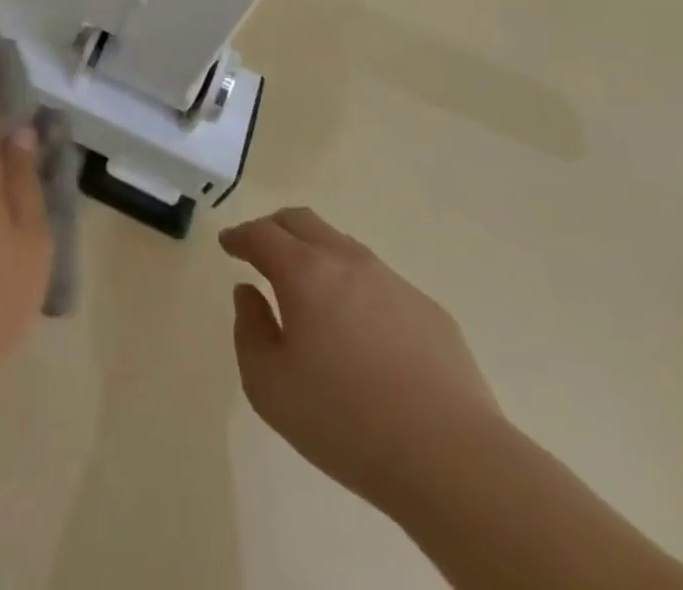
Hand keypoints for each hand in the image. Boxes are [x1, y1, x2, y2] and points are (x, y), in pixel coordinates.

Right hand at [222, 207, 503, 510]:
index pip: (262, 234)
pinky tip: (360, 330)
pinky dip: (355, 287)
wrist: (454, 461)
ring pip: (343, 246)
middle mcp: (347, 262)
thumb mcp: (269, 387)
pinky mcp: (429, 311)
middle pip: (303, 221)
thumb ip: (249, 331)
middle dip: (274, 228)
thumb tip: (250, 294)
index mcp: (305, 273)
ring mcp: (393, 283)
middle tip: (261, 251)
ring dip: (317, 254)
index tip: (228, 244)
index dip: (240, 236)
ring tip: (310, 289)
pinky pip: (379, 282)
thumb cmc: (346, 422)